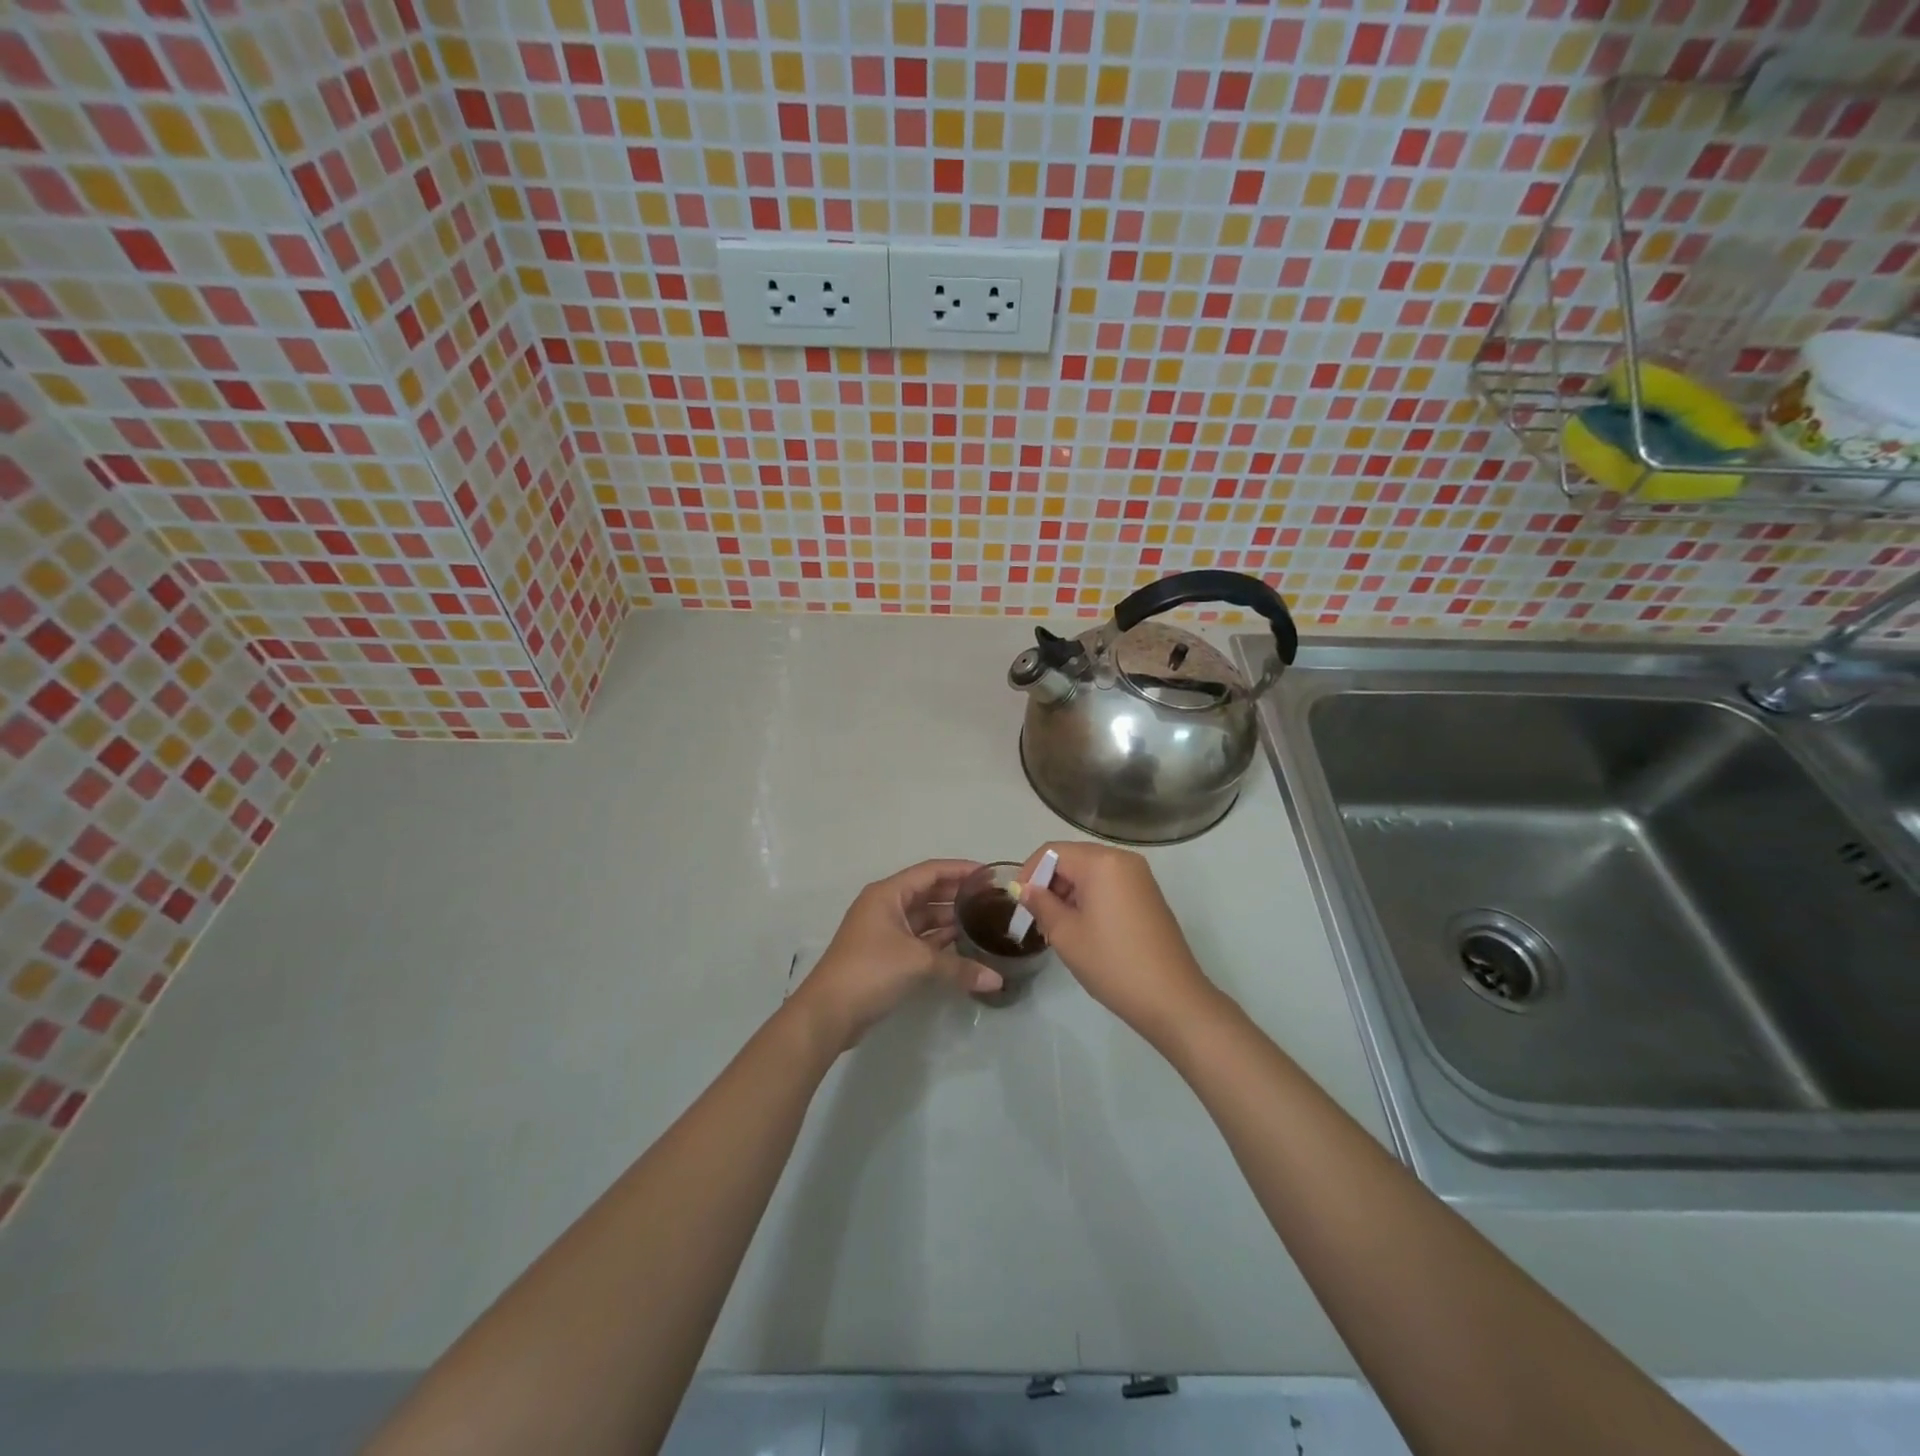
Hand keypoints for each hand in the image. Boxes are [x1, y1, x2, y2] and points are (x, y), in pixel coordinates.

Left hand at [790, 859, 1002, 1051]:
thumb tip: (997, 980)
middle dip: (958, 895)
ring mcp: (884, 932)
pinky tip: (964, 947)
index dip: (960, 870)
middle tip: (992, 900)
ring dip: (950, 920)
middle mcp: (885, 906)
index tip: (989, 876)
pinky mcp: (886, 955)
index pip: (930, 871)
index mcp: (888, 894)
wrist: (829, 1012)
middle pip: (928, 892)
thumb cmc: (870, 971)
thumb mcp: (918, 963)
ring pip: (924, 918)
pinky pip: (919, 940)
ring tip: (984, 922)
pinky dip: (939, 942)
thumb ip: (959, 967)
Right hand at [1013, 842, 1218, 1039]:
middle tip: (1037, 920)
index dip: (1029, 873)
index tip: (1018, 903)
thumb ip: (1041, 904)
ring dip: (1069, 894)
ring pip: (1091, 873)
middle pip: (1073, 859)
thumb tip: (1024, 888)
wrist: (1172, 998)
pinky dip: (1090, 900)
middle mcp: (1123, 860)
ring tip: (1058, 930)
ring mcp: (1140, 878)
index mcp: (1102, 861)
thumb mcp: (1065, 934)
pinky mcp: (1148, 896)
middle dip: (1049, 884)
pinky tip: (1084, 930)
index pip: (1053, 851)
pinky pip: (1109, 886)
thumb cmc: (1112, 963)